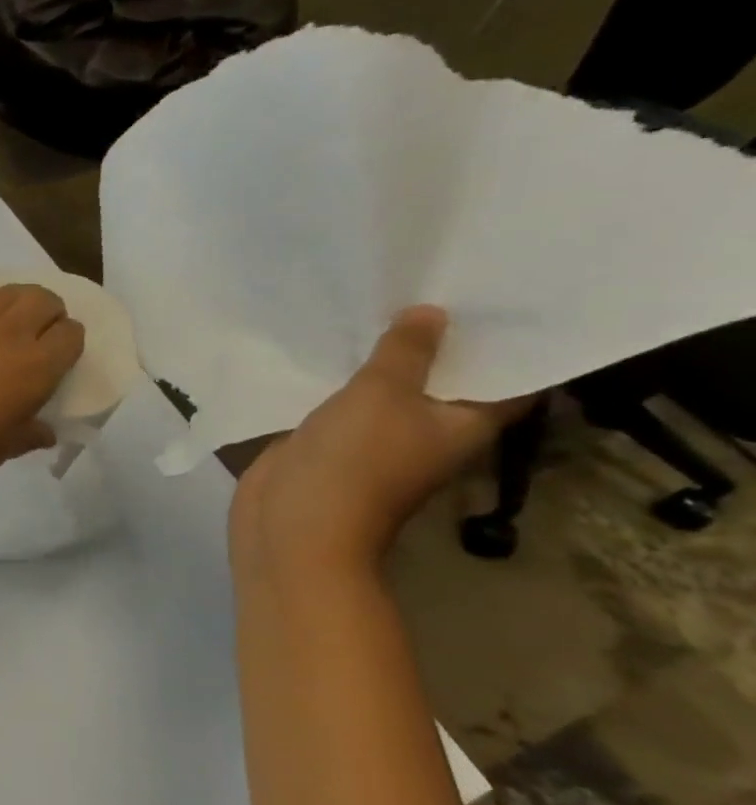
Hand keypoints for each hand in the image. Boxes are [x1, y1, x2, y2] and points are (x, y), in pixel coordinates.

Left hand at [0, 282, 84, 492]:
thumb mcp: (9, 446)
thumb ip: (32, 434)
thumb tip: (46, 434)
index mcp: (39, 366)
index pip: (71, 334)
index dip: (71, 339)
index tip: (63, 351)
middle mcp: (11, 335)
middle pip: (43, 300)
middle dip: (51, 309)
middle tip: (43, 325)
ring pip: (7, 291)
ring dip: (18, 297)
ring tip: (15, 312)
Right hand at [231, 306, 531, 573]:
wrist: (296, 522)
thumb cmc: (355, 460)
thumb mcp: (383, 394)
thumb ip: (405, 352)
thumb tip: (432, 312)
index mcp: (465, 423)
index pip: (508, 376)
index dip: (507, 338)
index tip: (500, 294)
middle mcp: (429, 430)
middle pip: (443, 378)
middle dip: (436, 338)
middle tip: (433, 281)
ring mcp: (377, 437)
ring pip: (388, 388)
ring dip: (382, 357)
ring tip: (380, 302)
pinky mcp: (332, 442)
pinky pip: (343, 401)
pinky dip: (340, 377)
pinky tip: (328, 346)